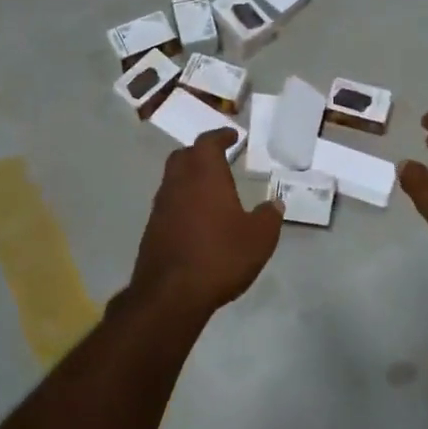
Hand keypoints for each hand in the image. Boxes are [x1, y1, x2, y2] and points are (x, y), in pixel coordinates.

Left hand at [130, 129, 281, 315]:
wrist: (171, 294)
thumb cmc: (220, 256)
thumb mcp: (259, 238)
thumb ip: (269, 217)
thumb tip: (274, 204)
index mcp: (205, 176)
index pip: (208, 143)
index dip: (220, 136)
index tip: (232, 135)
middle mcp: (178, 184)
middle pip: (184, 156)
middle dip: (200, 153)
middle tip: (218, 158)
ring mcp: (161, 207)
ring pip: (173, 180)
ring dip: (189, 178)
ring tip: (209, 190)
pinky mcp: (152, 230)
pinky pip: (169, 205)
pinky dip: (182, 202)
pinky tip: (197, 220)